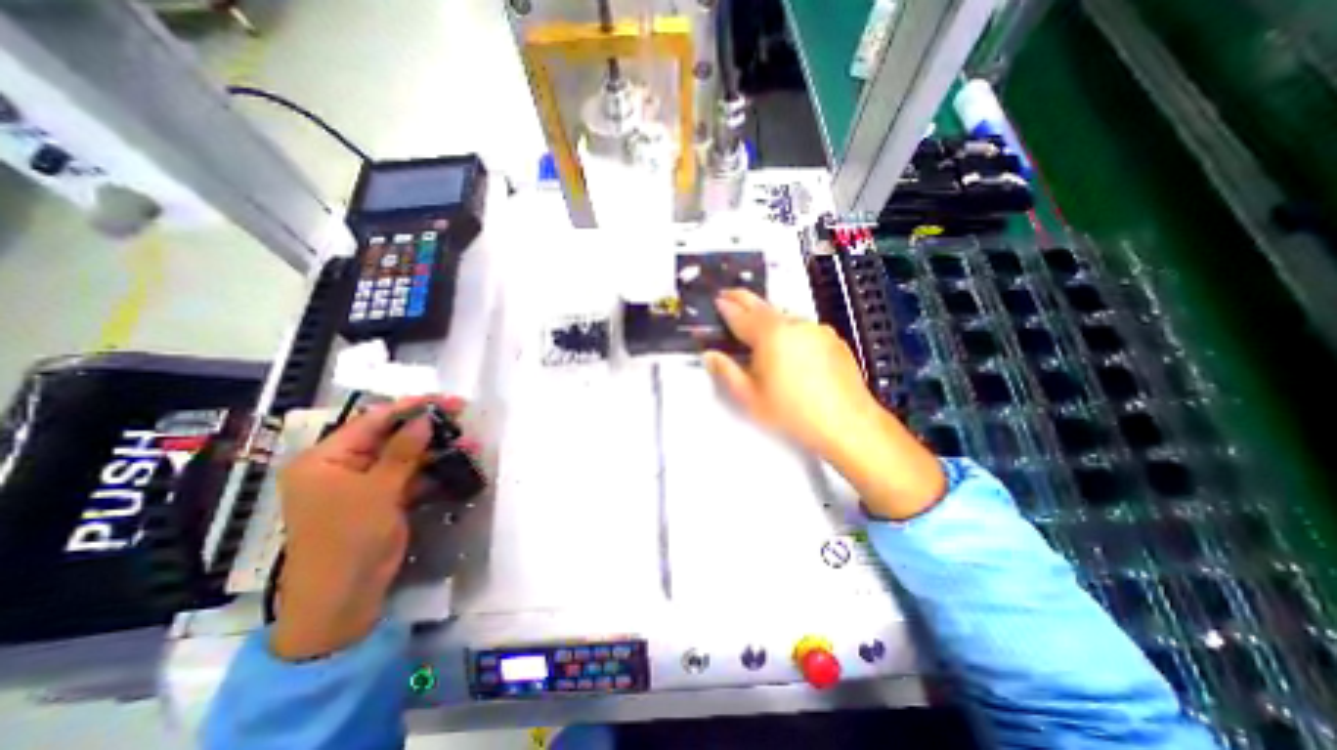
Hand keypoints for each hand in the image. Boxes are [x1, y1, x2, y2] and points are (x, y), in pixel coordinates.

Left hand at [266, 397, 464, 658]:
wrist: (343, 600)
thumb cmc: (348, 540)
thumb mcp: (377, 491)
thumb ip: (403, 452)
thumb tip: (425, 419)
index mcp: (325, 460)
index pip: (371, 422)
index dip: (409, 408)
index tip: (444, 399)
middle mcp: (343, 467)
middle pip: (390, 437)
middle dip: (428, 428)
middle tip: (462, 415)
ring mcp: (365, 485)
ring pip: (406, 457)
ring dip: (437, 449)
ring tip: (470, 441)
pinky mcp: (384, 500)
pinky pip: (411, 476)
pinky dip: (434, 471)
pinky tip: (459, 462)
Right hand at [704, 287, 942, 519]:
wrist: (847, 422)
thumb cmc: (792, 412)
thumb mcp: (750, 397)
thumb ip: (726, 372)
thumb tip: (710, 355)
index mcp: (770, 335)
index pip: (741, 315)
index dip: (727, 307)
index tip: (717, 300)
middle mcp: (794, 324)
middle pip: (763, 307)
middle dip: (743, 299)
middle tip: (730, 295)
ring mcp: (816, 329)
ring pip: (785, 316)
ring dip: (767, 317)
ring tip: (757, 326)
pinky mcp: (833, 339)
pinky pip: (803, 328)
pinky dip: (789, 329)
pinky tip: (788, 347)